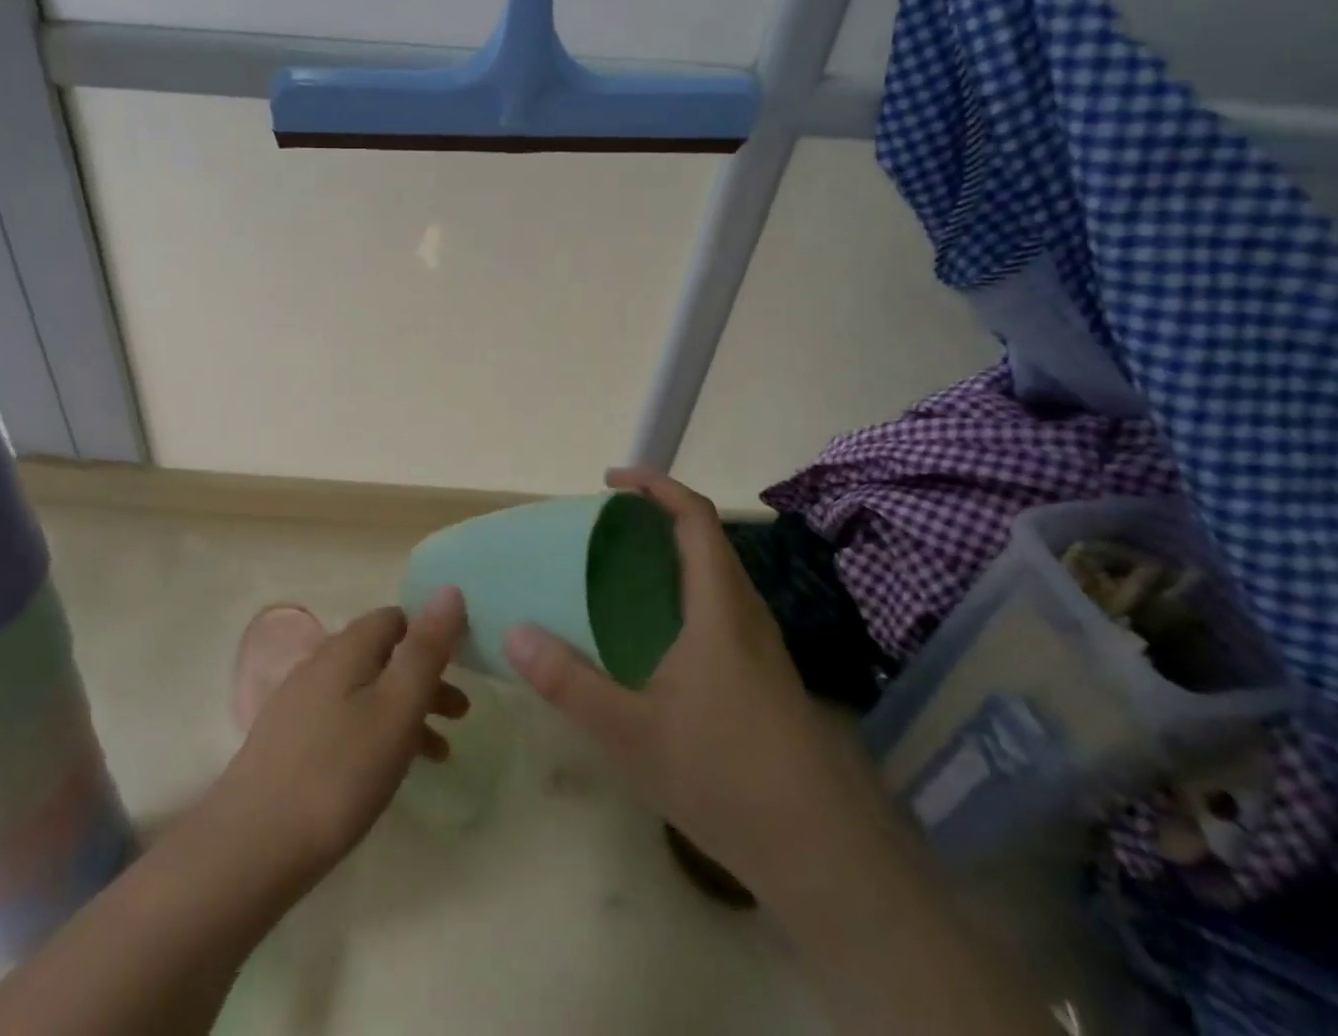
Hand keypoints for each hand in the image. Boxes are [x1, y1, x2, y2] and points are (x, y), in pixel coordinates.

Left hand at [206, 589, 469, 881]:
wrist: (251, 846)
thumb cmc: (339, 773)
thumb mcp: (397, 707)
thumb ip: (425, 649)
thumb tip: (449, 589)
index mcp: (346, 648)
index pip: (396, 618)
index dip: (431, 634)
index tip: (462, 665)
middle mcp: (320, 664)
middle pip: (382, 656)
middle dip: (425, 678)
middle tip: (461, 714)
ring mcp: (299, 703)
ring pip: (366, 692)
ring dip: (406, 711)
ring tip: (439, 754)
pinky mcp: (288, 743)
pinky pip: (345, 722)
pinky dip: (377, 734)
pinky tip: (387, 773)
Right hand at [504, 468, 857, 892]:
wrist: (823, 855)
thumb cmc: (725, 777)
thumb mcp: (631, 733)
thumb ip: (569, 682)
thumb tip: (514, 632)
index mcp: (718, 607)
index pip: (695, 518)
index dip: (655, 486)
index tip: (610, 481)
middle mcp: (745, 613)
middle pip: (706, 539)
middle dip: (657, 517)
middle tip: (603, 528)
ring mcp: (760, 646)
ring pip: (716, 575)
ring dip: (672, 554)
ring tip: (620, 572)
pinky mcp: (764, 676)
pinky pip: (719, 607)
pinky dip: (683, 591)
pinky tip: (653, 636)